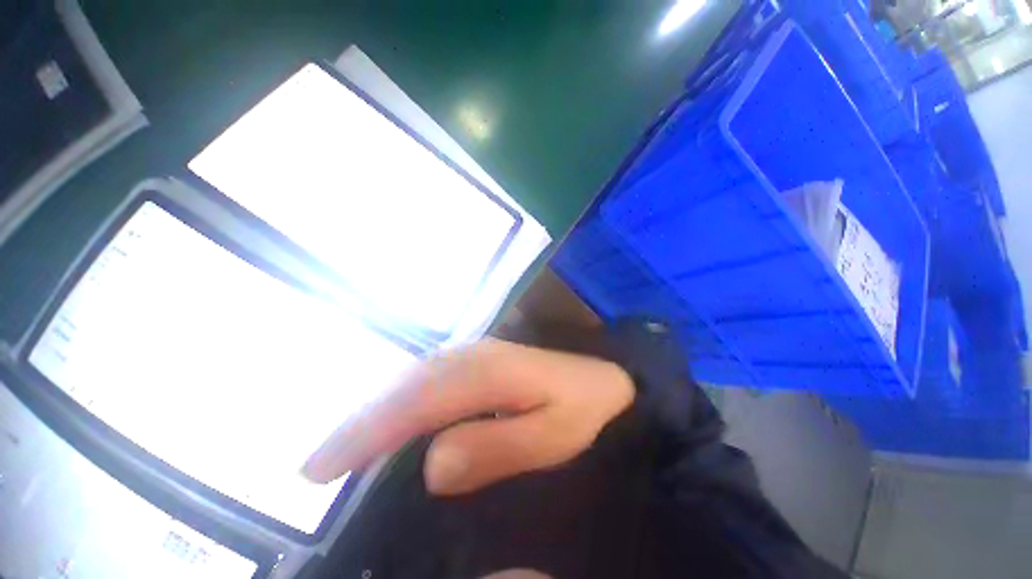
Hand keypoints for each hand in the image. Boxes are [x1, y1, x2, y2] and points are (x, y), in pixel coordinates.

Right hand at [303, 339, 634, 495]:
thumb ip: (498, 446)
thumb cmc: (583, 407)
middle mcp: (473, 355)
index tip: (320, 467)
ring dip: (377, 408)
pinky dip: (404, 398)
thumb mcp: (554, 434)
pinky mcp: (480, 359)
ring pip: (414, 378)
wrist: (604, 375)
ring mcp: (476, 353)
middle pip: (406, 386)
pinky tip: (393, 417)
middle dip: (361, 421)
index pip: (417, 402)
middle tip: (319, 462)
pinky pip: (431, 377)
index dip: (368, 432)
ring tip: (344, 444)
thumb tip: (434, 464)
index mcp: (488, 373)